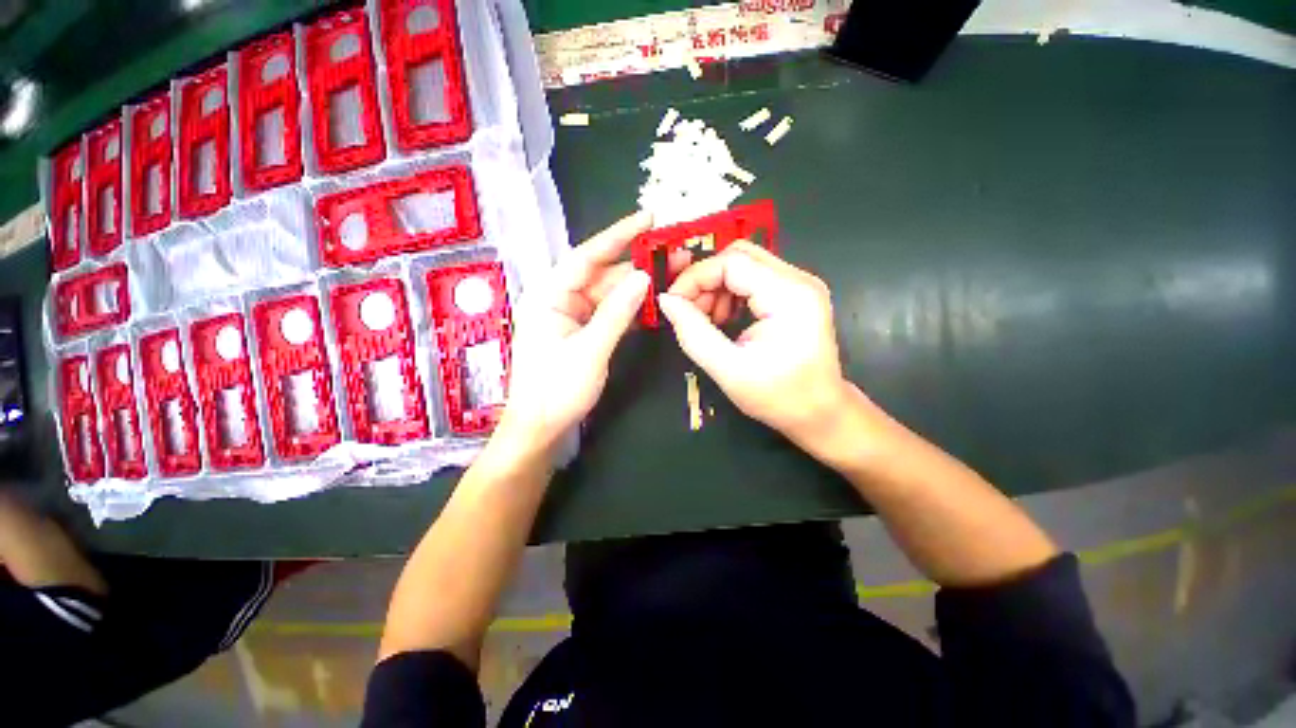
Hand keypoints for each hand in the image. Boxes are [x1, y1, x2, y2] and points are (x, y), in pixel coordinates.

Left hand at [501, 211, 683, 451]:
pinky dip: (631, 309)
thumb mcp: (590, 351)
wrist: (541, 430)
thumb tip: (644, 277)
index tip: (648, 219)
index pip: (586, 256)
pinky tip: (654, 302)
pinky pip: (609, 313)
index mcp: (549, 296)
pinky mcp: (583, 333)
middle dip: (638, 264)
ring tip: (674, 275)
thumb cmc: (556, 391)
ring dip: (638, 287)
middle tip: (676, 254)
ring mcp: (572, 317)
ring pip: (609, 294)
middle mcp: (560, 300)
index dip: (618, 236)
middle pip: (602, 274)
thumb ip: (617, 313)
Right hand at [657, 242, 848, 448]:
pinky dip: (730, 293)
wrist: (820, 412)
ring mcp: (799, 285)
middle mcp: (799, 280)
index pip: (732, 262)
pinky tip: (723, 318)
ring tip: (707, 319)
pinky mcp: (795, 294)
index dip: (695, 277)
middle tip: (688, 310)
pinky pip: (754, 279)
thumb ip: (693, 333)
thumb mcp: (729, 370)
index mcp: (789, 295)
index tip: (673, 303)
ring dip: (717, 286)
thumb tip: (667, 302)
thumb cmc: (779, 397)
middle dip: (705, 279)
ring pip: (744, 264)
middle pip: (739, 255)